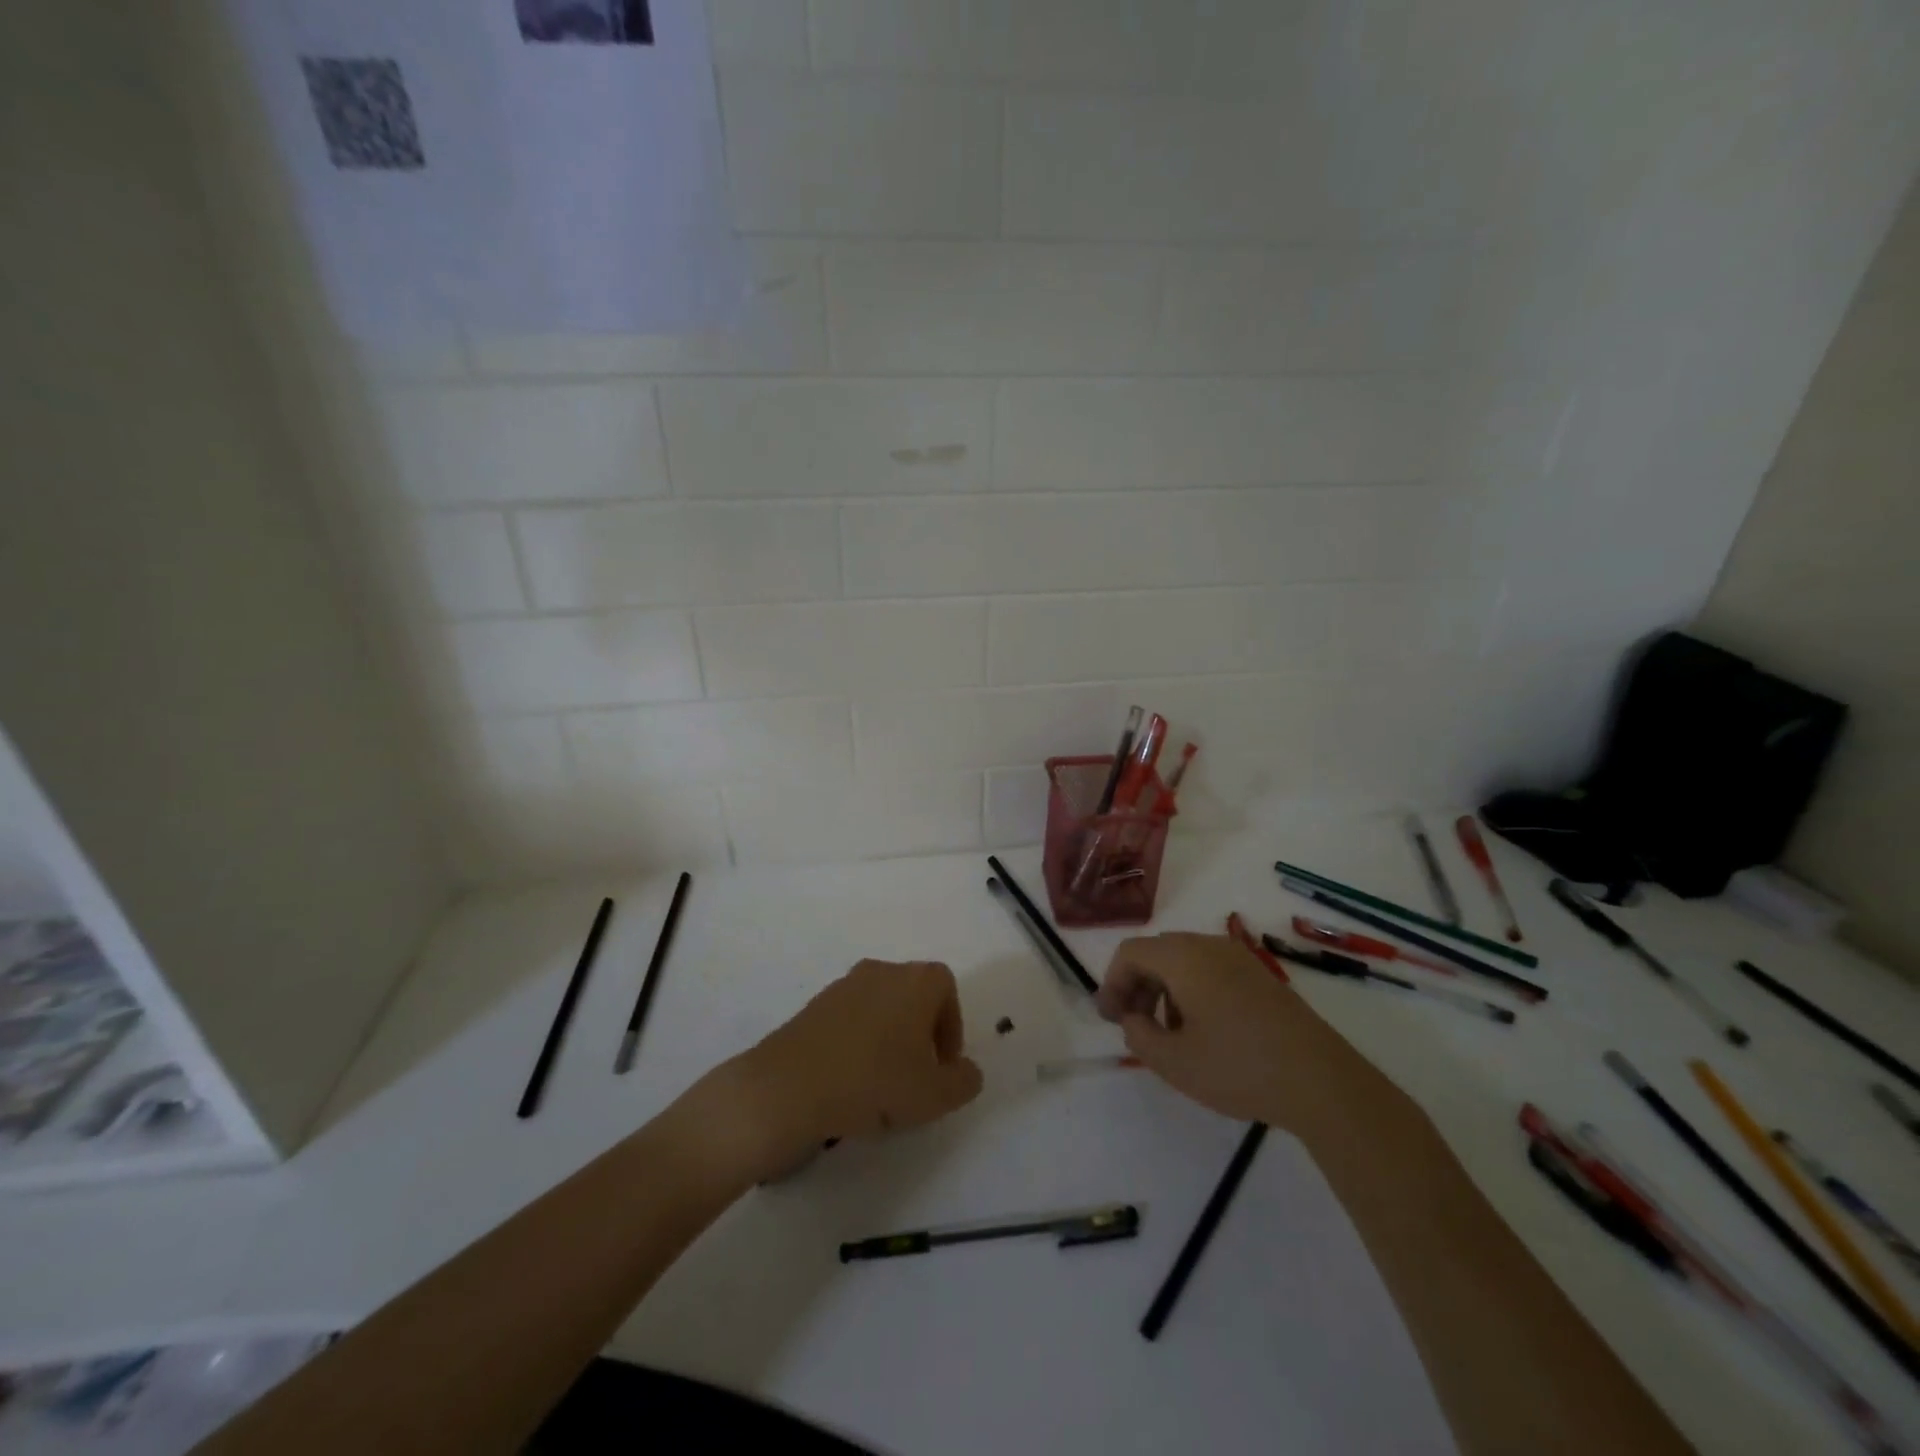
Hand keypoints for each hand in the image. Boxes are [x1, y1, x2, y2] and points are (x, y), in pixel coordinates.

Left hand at [739, 959, 983, 1168]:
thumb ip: (963, 1081)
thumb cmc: (874, 1082)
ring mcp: (843, 985)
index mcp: (915, 981)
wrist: (789, 1087)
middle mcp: (881, 971)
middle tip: (916, 1076)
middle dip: (920, 1033)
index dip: (951, 1025)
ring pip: (880, 1007)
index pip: (946, 987)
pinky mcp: (814, 1006)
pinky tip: (850, 1082)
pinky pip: (849, 1020)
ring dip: (888, 1039)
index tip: (943, 1064)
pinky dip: (857, 1043)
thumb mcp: (935, 1095)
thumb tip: (967, 1071)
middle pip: (912, 994)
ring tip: (882, 1085)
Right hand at [1096, 932, 1354, 1128]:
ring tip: (1168, 1034)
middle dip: (1137, 986)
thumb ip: (1138, 1035)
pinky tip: (1204, 1032)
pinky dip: (1192, 991)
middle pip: (1157, 953)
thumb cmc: (1238, 1067)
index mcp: (1182, 957)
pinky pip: (1211, 971)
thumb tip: (1133, 1019)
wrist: (1321, 1081)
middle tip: (1132, 1025)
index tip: (1110, 1020)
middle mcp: (1209, 945)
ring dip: (1164, 990)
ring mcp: (1239, 958)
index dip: (1112, 983)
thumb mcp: (1173, 1061)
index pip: (1130, 953)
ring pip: (1184, 962)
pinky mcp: (1261, 977)